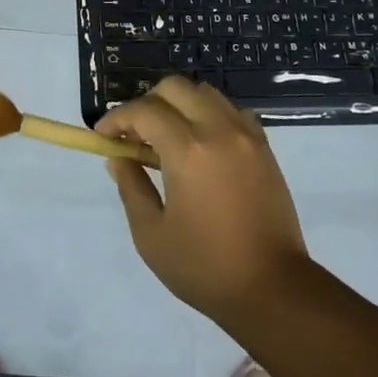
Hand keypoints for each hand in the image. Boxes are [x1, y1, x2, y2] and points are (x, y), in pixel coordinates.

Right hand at [97, 76, 311, 324]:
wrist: (273, 289)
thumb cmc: (204, 267)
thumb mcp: (151, 234)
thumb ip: (131, 187)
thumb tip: (118, 157)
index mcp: (188, 151)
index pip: (144, 111)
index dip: (117, 118)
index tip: (104, 136)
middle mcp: (218, 130)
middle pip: (175, 88)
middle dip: (147, 102)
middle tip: (134, 134)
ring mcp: (246, 136)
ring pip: (206, 93)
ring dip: (179, 105)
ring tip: (167, 138)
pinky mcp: (264, 148)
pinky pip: (232, 112)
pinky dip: (210, 115)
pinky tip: (202, 145)